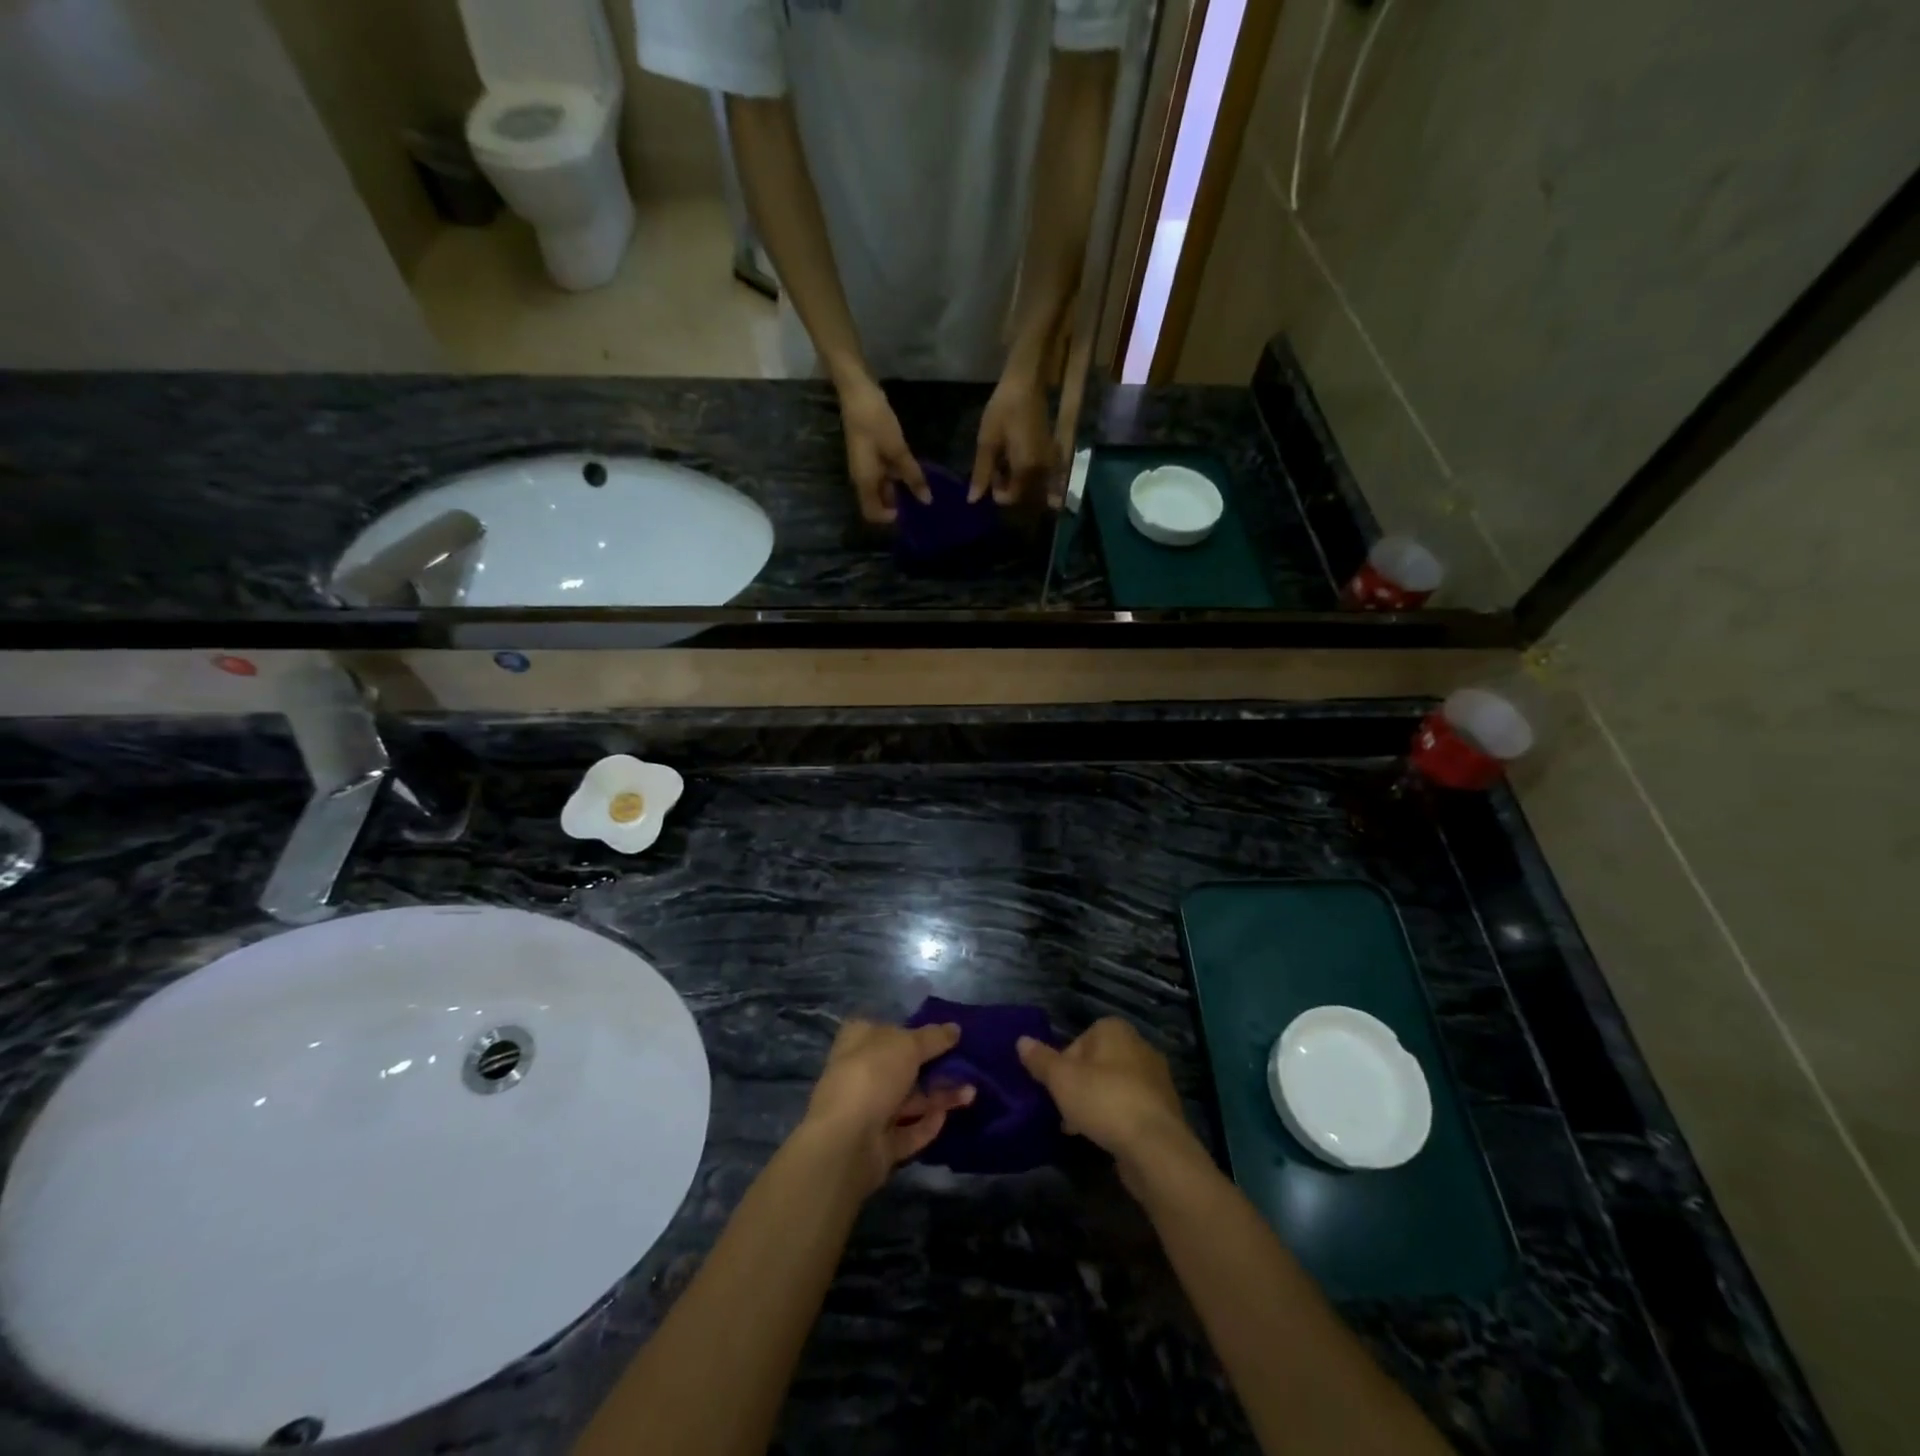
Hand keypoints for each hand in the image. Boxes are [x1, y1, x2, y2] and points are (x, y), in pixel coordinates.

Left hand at [803, 1019, 974, 1195]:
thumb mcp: (908, 1045)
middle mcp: (861, 1073)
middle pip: (902, 1066)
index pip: (887, 1029)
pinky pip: (909, 1131)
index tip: (945, 1034)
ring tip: (972, 1093)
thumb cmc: (873, 1076)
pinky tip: (948, 1116)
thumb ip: (933, 1037)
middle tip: (966, 1065)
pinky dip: (928, 1123)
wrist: (847, 1142)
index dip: (914, 1030)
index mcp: (859, 1041)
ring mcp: (869, 1111)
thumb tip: (955, 1028)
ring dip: (940, 1096)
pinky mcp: (880, 1144)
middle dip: (935, 1066)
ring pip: (910, 1100)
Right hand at [837, 376, 930, 524]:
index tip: (912, 513)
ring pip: (883, 487)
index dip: (890, 518)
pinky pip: (884, 473)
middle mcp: (863, 478)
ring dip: (900, 489)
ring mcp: (866, 465)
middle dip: (899, 505)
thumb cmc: (874, 421)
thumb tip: (926, 500)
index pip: (872, 513)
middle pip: (878, 502)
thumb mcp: (897, 449)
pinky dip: (898, 475)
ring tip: (924, 488)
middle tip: (923, 503)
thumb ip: (912, 475)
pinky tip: (914, 470)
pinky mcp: (870, 453)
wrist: (856, 390)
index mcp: (864, 481)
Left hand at [971, 369, 1059, 506]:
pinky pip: (1041, 474)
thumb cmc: (1004, 410)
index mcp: (1026, 469)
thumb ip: (981, 473)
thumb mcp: (987, 442)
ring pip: (1033, 486)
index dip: (997, 492)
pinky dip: (1029, 474)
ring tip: (1006, 461)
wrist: (1027, 383)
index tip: (989, 474)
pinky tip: (1018, 458)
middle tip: (997, 467)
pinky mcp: (1052, 453)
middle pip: (1024, 495)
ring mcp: (1050, 462)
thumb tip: (973, 500)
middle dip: (1009, 487)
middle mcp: (1042, 470)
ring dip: (1018, 481)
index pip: (1011, 497)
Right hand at [1018, 1019, 1194, 1186]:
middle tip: (1065, 1111)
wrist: (1155, 1147)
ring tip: (1080, 1130)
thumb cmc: (1104, 1100)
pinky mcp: (1164, 1109)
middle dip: (1079, 1086)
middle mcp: (1139, 1046)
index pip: (1080, 1040)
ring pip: (1113, 1086)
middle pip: (1097, 1063)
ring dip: (1096, 1104)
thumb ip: (1041, 1060)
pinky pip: (1130, 1107)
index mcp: (1115, 1030)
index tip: (1056, 1088)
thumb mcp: (1061, 1079)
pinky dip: (1116, 1119)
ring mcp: (1156, 1078)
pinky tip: (1104, 1139)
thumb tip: (1021, 1041)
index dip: (1063, 1064)